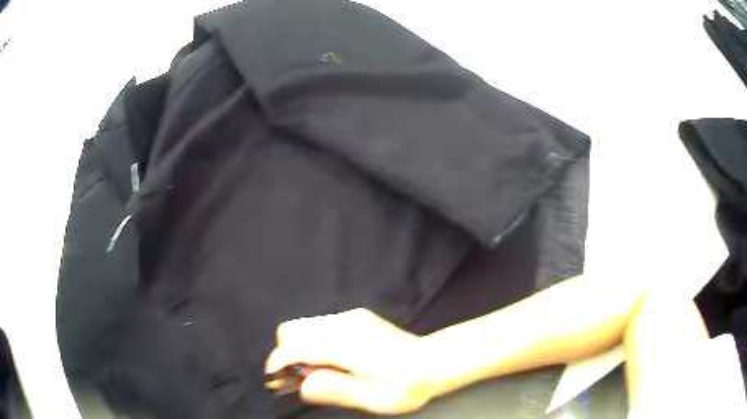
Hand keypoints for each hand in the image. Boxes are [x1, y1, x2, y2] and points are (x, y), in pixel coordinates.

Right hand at [265, 308, 435, 414]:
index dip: (278, 364)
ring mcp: (349, 317)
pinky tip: (332, 363)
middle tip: (302, 380)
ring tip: (319, 374)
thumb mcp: (382, 400)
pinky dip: (311, 344)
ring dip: (298, 350)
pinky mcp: (353, 317)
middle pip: (291, 330)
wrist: (435, 361)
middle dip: (286, 356)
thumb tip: (304, 385)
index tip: (277, 383)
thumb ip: (341, 391)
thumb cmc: (411, 385)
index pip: (296, 346)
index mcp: (350, 345)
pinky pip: (316, 327)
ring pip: (302, 327)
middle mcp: (346, 324)